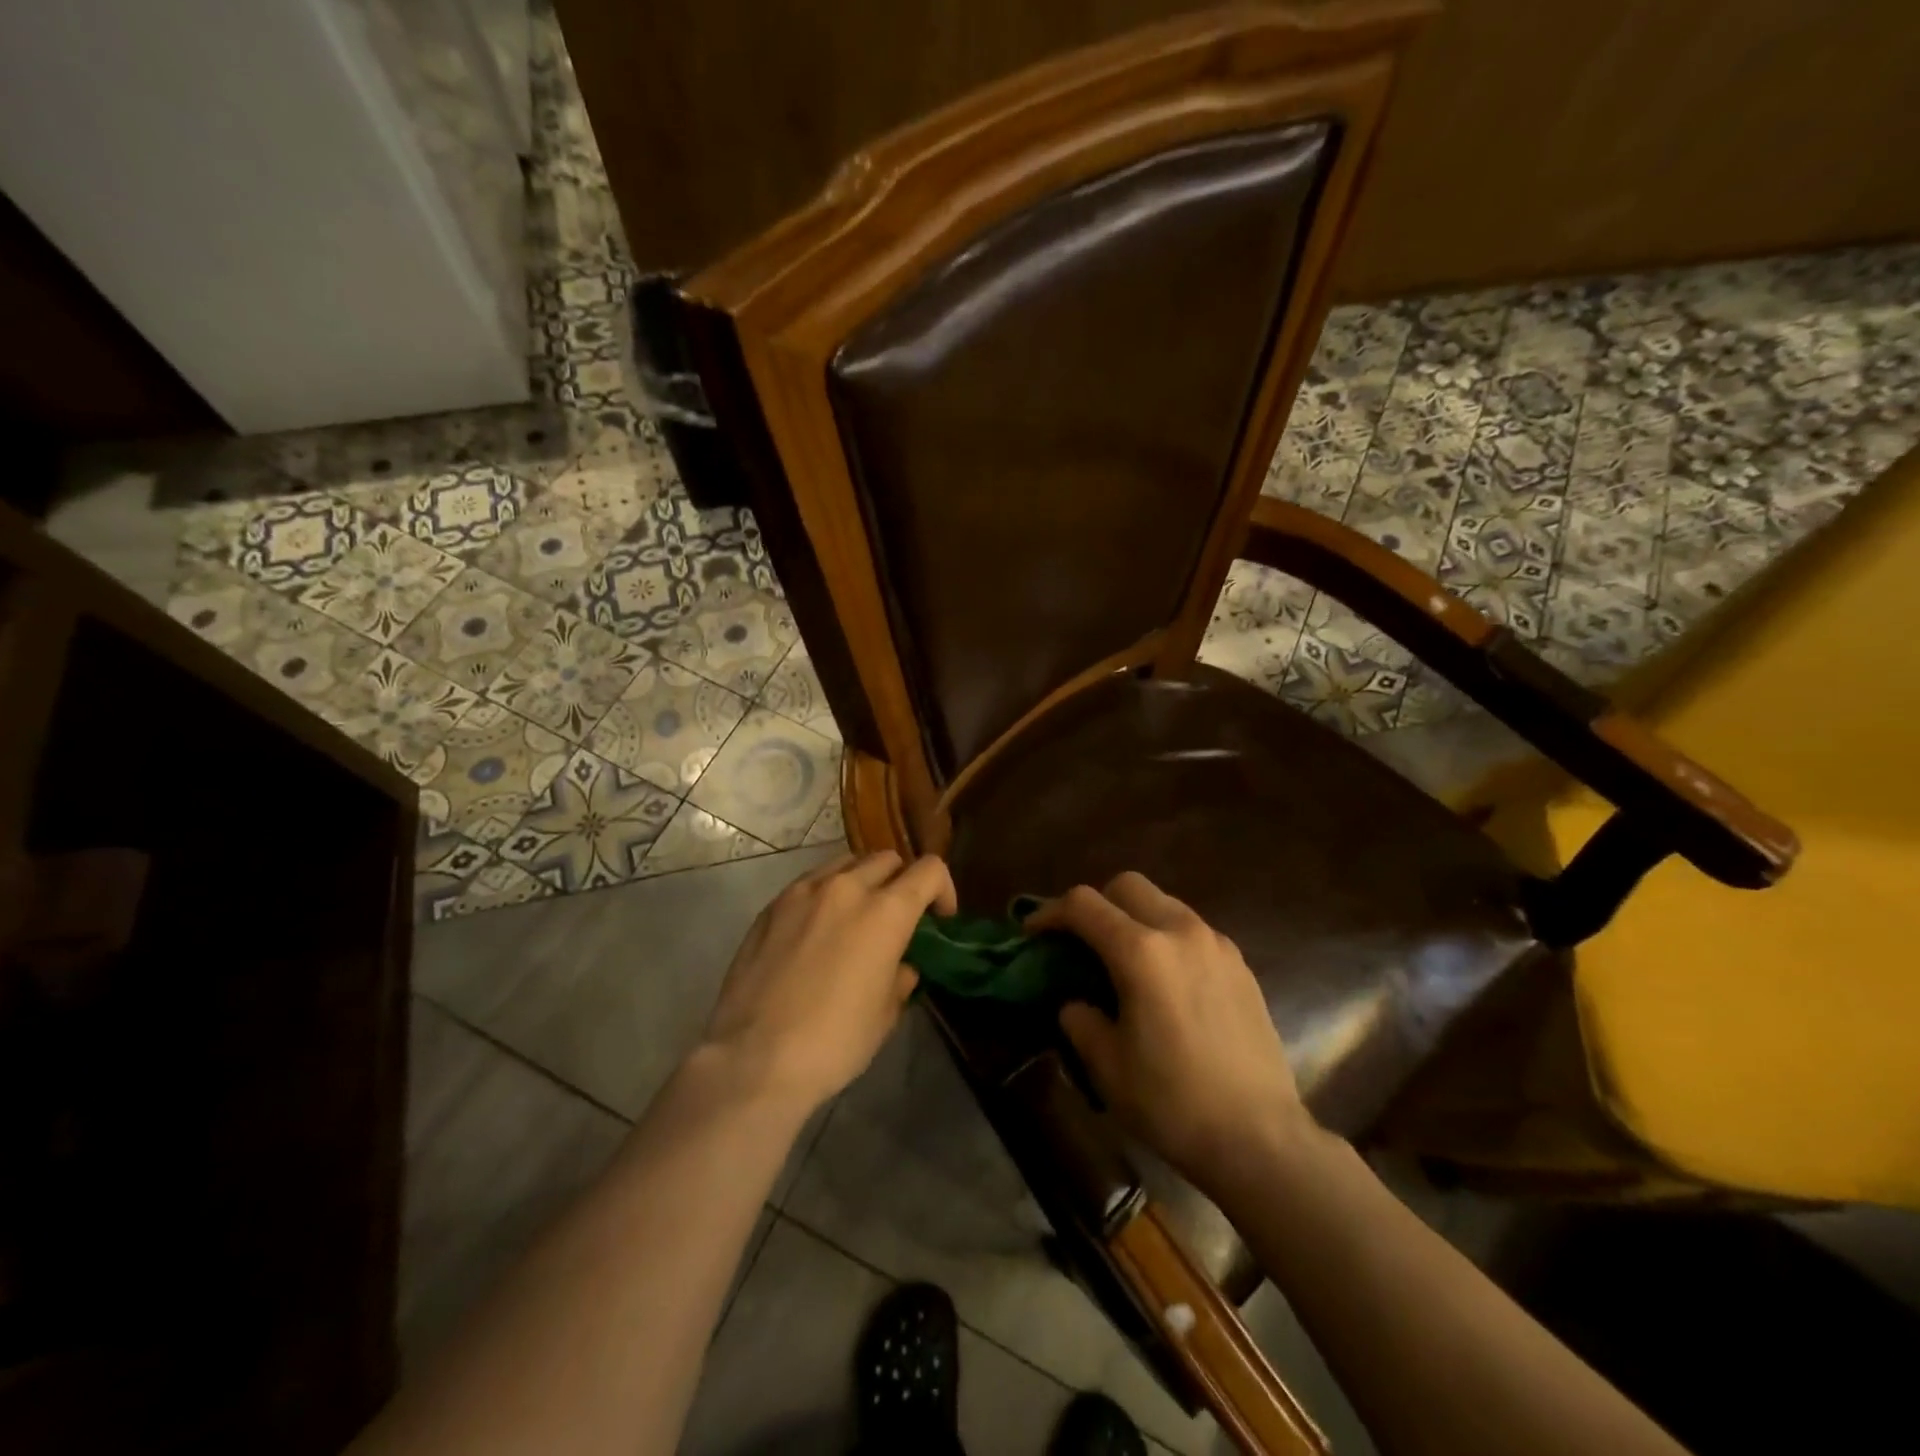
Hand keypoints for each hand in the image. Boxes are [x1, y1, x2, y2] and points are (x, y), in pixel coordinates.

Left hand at [700, 851, 956, 1112]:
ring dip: (862, 881)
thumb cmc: (833, 1042)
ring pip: (846, 863)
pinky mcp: (772, 905)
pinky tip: (817, 931)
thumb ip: (900, 979)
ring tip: (856, 917)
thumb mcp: (884, 1016)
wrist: (753, 1059)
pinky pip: (810, 882)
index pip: (929, 870)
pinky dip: (826, 893)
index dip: (943, 889)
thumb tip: (901, 966)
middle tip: (898, 918)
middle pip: (887, 859)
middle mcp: (847, 888)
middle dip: (902, 882)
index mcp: (886, 912)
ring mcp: (804, 891)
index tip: (940, 919)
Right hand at [1027, 872, 1312, 1195]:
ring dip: (1133, 917)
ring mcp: (1216, 944)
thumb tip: (1076, 1002)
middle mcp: (1180, 932)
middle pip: (1127, 885)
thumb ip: (1080, 1019)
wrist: (1261, 1138)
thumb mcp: (1107, 1066)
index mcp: (1142, 952)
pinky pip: (1191, 930)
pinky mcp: (1240, 964)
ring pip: (1164, 903)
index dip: (1049, 912)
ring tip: (1123, 961)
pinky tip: (1165, 982)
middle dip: (1096, 903)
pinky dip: (1166, 938)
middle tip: (1081, 941)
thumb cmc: (1173, 1103)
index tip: (1032, 932)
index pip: (1083, 905)